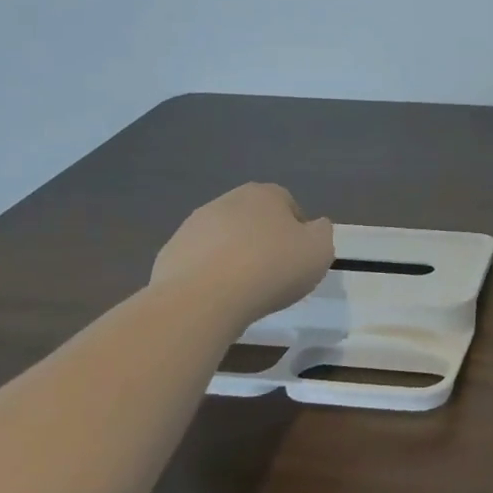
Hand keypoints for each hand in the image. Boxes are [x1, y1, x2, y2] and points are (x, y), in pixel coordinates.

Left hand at [151, 183, 334, 318]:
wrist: (203, 298)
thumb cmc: (271, 268)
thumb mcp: (320, 250)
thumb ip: (322, 232)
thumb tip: (314, 227)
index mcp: (265, 194)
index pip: (289, 205)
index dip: (298, 232)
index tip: (299, 259)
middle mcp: (227, 200)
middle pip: (254, 220)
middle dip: (264, 241)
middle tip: (274, 274)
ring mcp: (194, 225)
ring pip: (225, 239)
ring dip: (236, 256)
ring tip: (245, 290)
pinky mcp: (170, 252)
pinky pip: (199, 261)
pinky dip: (210, 274)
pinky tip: (218, 297)